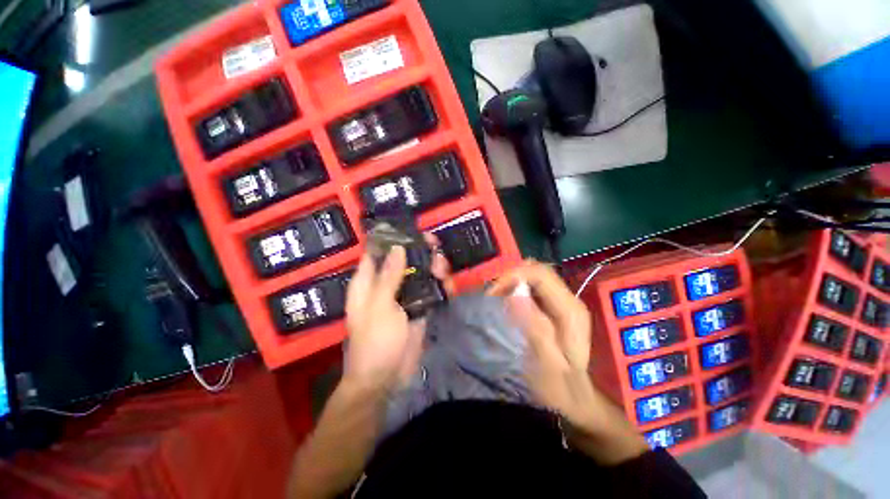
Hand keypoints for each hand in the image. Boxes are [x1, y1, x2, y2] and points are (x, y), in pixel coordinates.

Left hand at [343, 237, 451, 391]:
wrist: (386, 378)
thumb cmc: (375, 341)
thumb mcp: (380, 306)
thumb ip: (389, 277)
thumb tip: (397, 248)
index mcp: (368, 282)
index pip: (377, 252)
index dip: (392, 239)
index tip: (412, 231)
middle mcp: (386, 285)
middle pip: (404, 260)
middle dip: (421, 253)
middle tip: (436, 251)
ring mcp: (404, 296)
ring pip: (420, 273)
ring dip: (434, 269)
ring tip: (443, 272)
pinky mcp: (419, 308)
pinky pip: (430, 290)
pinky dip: (440, 286)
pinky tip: (448, 287)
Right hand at [488, 260, 592, 423]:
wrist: (575, 398)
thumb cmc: (560, 386)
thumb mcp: (547, 363)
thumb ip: (534, 327)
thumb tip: (514, 294)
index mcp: (570, 309)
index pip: (540, 274)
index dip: (513, 276)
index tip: (492, 292)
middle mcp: (568, 299)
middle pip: (537, 270)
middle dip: (510, 276)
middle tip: (490, 294)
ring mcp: (561, 301)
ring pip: (533, 275)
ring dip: (511, 281)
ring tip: (494, 296)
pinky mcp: (553, 306)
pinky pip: (531, 286)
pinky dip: (515, 287)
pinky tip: (505, 300)